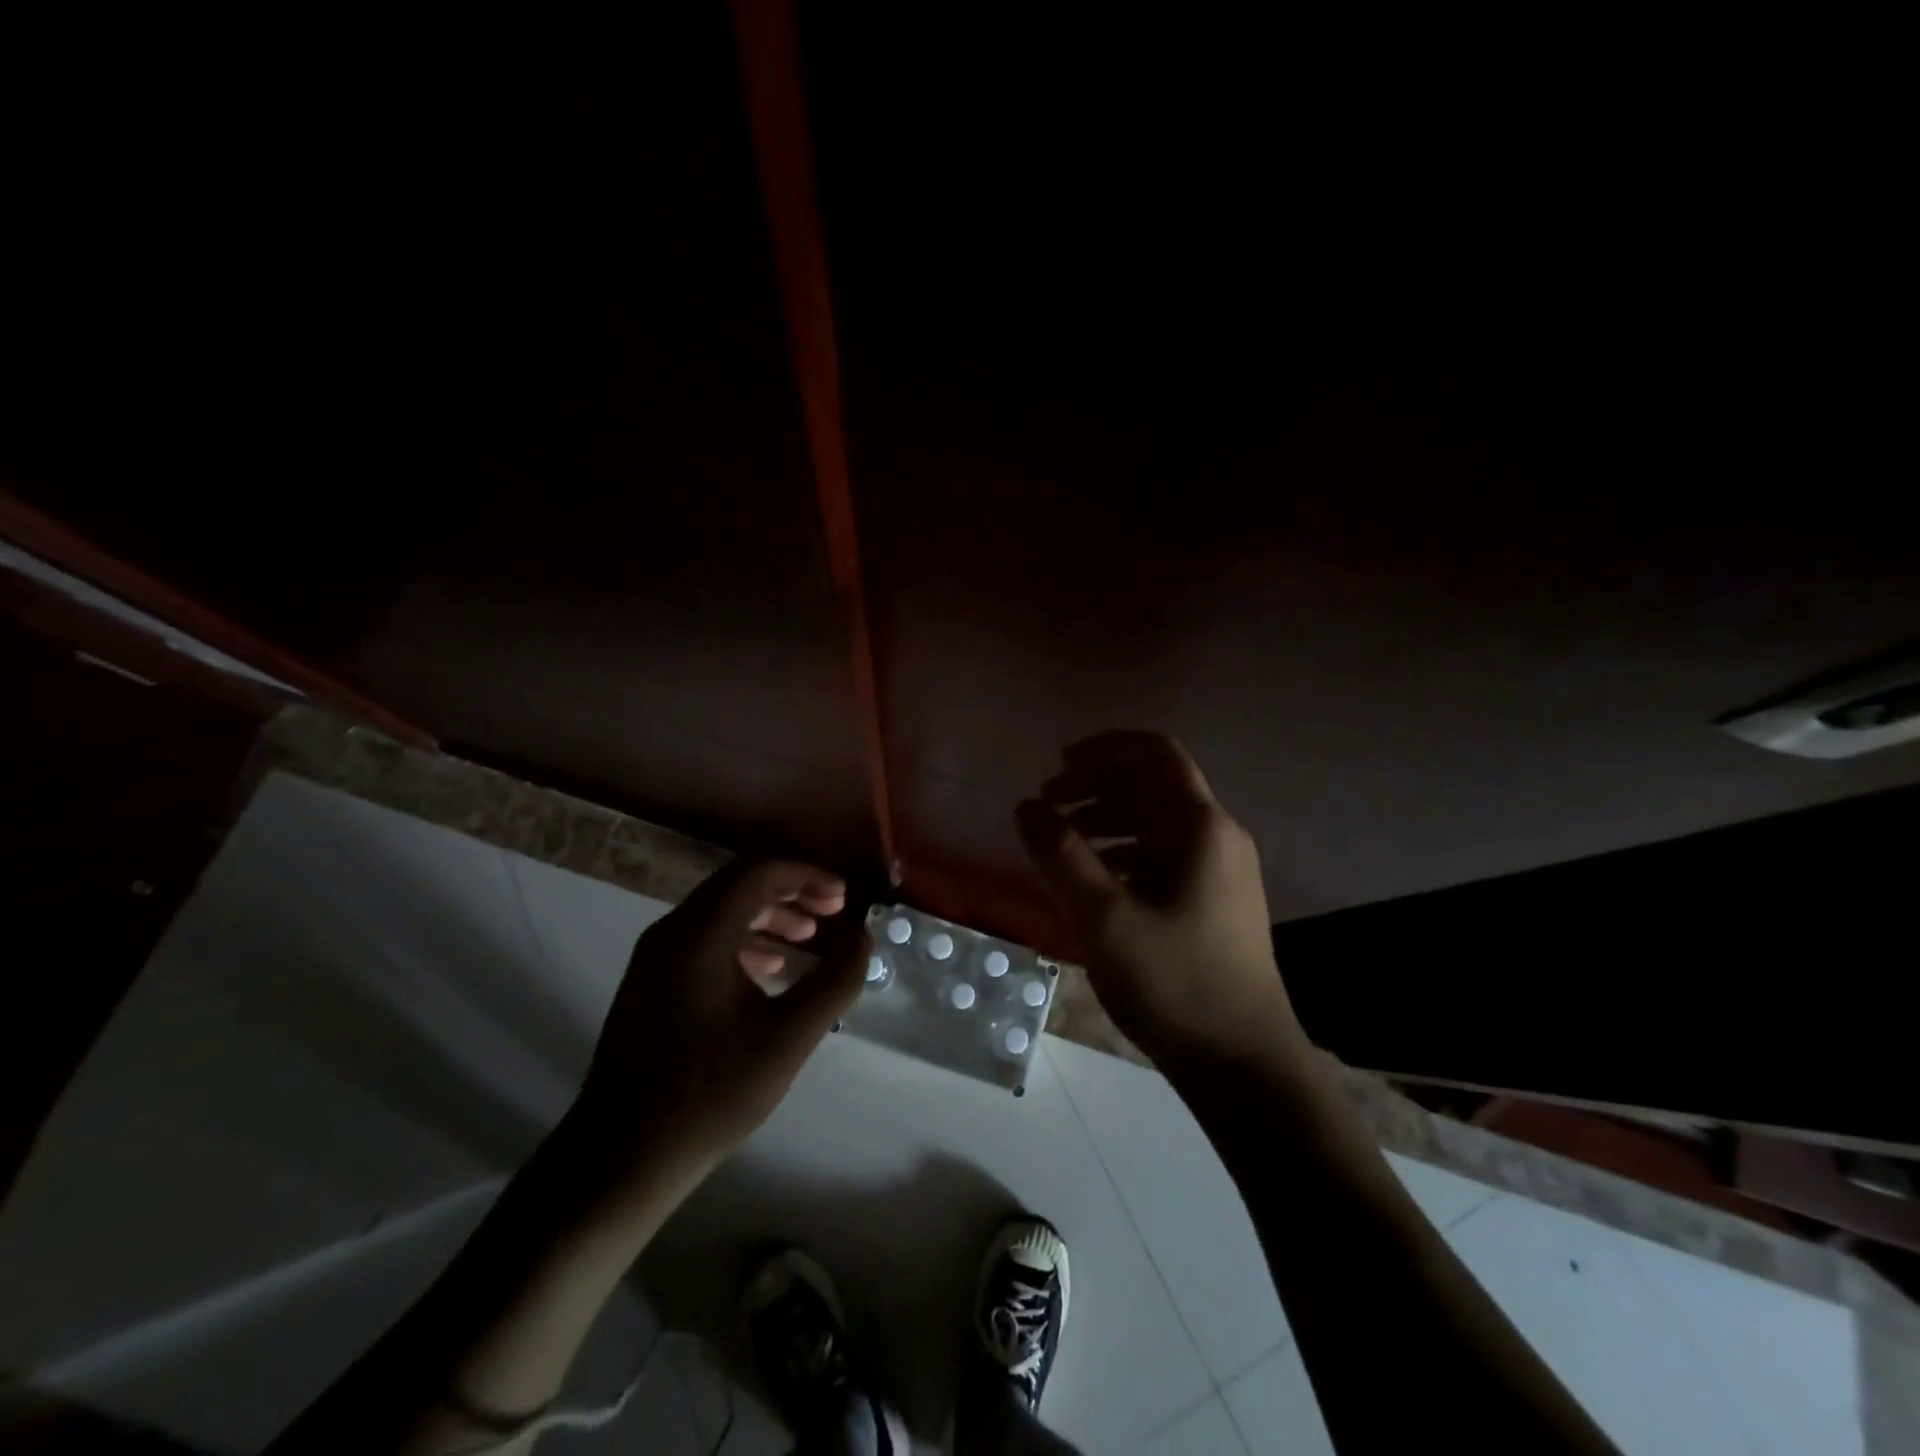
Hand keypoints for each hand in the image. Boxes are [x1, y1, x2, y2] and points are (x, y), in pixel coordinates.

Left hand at [571, 860, 868, 1176]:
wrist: (621, 1157)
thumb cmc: (710, 1094)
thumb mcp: (788, 1039)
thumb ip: (835, 982)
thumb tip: (863, 940)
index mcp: (699, 935)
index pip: (759, 873)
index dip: (807, 876)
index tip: (842, 900)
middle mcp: (672, 931)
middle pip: (739, 884)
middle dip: (791, 891)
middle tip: (832, 912)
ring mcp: (655, 956)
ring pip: (721, 910)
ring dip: (770, 914)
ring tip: (809, 938)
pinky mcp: (651, 980)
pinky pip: (705, 937)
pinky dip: (745, 939)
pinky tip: (772, 968)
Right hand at [1016, 731, 1305, 1066]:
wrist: (1244, 1065)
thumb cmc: (1174, 983)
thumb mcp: (1104, 917)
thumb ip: (1060, 854)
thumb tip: (1026, 806)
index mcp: (1200, 827)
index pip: (1155, 753)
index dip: (1104, 747)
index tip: (1057, 764)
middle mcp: (1218, 837)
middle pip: (1154, 784)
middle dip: (1097, 784)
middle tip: (1048, 804)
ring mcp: (1222, 871)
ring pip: (1158, 822)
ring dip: (1108, 818)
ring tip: (1062, 840)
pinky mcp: (1217, 902)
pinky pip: (1165, 855)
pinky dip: (1125, 852)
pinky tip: (1094, 880)